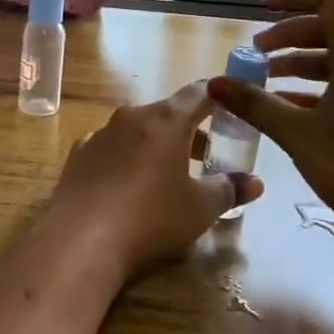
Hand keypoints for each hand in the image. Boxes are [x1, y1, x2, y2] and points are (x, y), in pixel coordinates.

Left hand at [50, 82, 264, 278]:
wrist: (80, 240)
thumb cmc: (151, 217)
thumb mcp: (200, 208)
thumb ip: (230, 190)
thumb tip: (255, 182)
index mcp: (166, 120)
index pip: (199, 93)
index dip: (218, 96)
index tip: (231, 102)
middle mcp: (132, 117)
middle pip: (168, 113)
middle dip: (189, 130)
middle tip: (208, 154)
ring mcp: (100, 134)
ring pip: (138, 130)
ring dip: (156, 145)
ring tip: (170, 174)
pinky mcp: (78, 155)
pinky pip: (111, 148)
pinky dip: (126, 158)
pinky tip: (129, 186)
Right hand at [208, 0, 333, 258]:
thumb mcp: (297, 134)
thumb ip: (255, 104)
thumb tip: (215, 82)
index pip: (332, 0)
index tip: (262, 8)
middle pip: (329, 29)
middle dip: (288, 34)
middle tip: (255, 52)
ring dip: (297, 61)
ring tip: (263, 79)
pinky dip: (312, 88)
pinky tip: (284, 107)